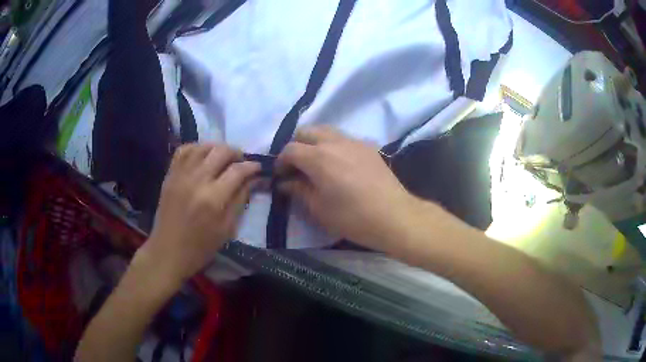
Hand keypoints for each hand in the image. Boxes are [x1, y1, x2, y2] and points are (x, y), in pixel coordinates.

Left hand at [140, 144, 259, 284]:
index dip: (252, 166)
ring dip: (217, 148)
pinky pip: (183, 150)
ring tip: (223, 158)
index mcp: (213, 199)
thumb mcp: (227, 229)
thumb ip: (241, 200)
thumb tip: (255, 180)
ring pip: (203, 146)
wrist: (168, 251)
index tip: (258, 168)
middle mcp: (196, 181)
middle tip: (241, 163)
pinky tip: (202, 156)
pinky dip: (196, 148)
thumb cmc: (200, 247)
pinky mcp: (170, 175)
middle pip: (221, 151)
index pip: (238, 171)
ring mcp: (180, 175)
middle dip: (236, 153)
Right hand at [276, 126, 418, 249]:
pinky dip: (333, 145)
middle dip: (296, 146)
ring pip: (326, 131)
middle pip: (307, 132)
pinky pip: (344, 138)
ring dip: (315, 143)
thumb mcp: (319, 209)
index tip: (281, 176)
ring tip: (317, 164)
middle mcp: (335, 142)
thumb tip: (286, 182)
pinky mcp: (368, 146)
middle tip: (297, 167)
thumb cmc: (352, 217)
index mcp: (318, 157)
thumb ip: (299, 190)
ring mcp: (354, 141)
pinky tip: (339, 165)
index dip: (281, 161)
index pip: (290, 149)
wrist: (394, 216)